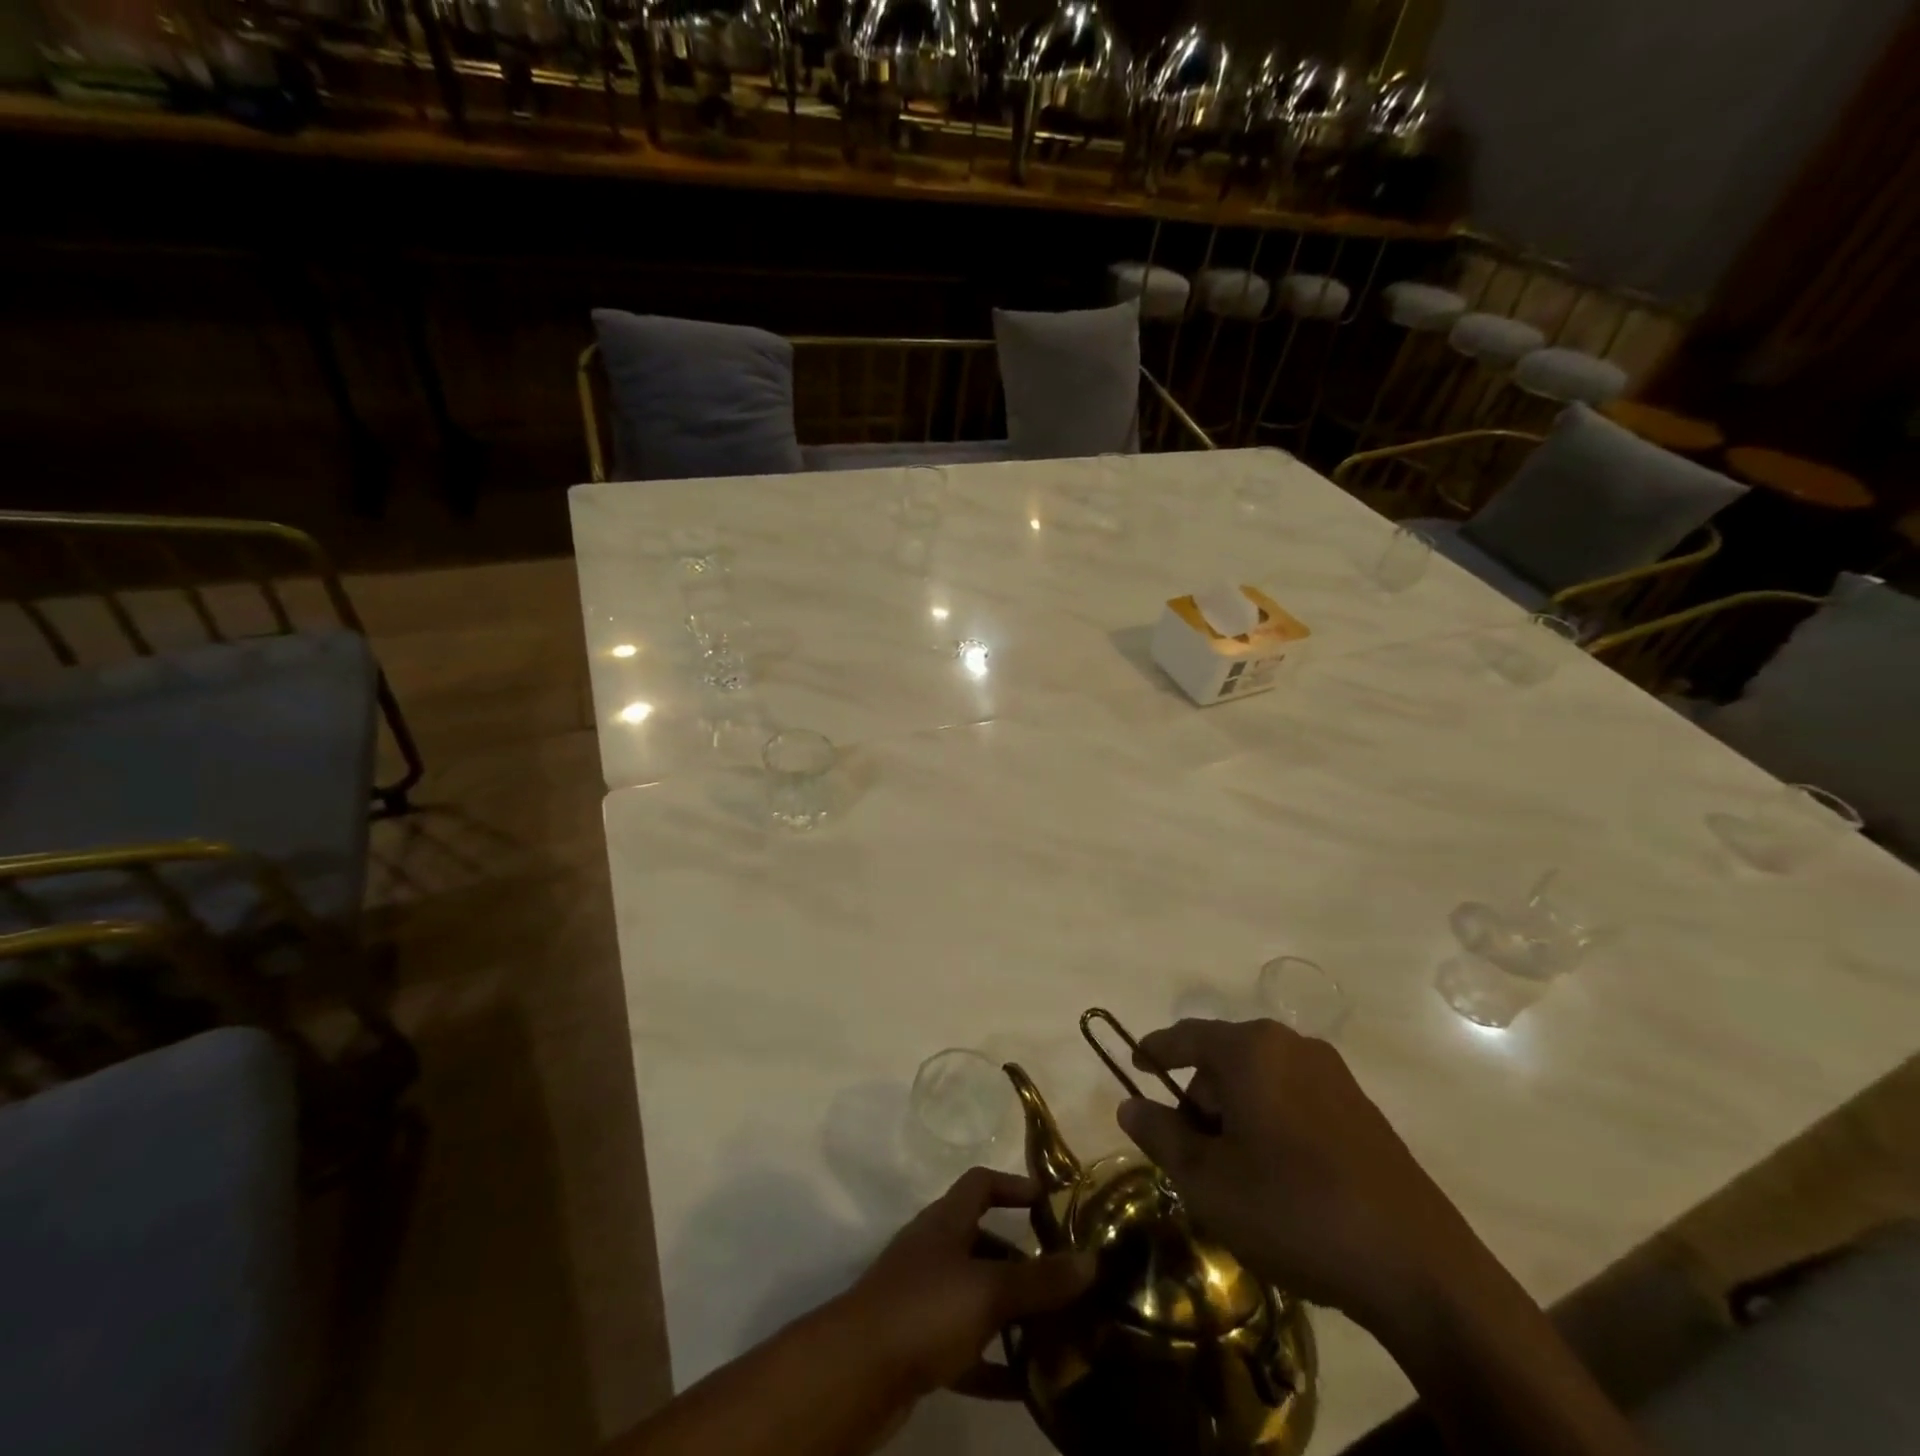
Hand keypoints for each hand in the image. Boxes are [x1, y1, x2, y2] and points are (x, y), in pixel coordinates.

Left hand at [840, 1168, 1095, 1400]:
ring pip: (976, 1297)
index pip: (980, 1183)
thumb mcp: (989, 1291)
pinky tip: (1027, 1385)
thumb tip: (1092, 1261)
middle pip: (983, 1242)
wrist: (855, 1373)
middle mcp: (934, 1252)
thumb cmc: (924, 1310)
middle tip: (1064, 1281)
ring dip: (1011, 1313)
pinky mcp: (918, 1346)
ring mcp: (923, 1299)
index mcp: (946, 1222)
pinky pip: (966, 1348)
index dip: (1013, 1185)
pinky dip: (994, 1362)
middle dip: (1022, 1260)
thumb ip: (1040, 1280)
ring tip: (1056, 1333)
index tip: (1048, 1200)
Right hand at [1116, 1019, 1477, 1332]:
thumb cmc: (1293, 1211)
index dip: (1154, 1050)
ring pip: (1262, 1081)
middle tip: (1191, 1154)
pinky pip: (1296, 1100)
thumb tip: (1130, 1104)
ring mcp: (1334, 1076)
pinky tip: (1281, 1180)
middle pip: (1224, 1060)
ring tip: (1236, 1176)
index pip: (1185, 1036)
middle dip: (1200, 1099)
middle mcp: (1292, 1047)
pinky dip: (1273, 1124)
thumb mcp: (1207, 1181)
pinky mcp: (1363, 1111)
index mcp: (1251, 1050)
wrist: (1419, 1269)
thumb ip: (1160, 1134)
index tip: (1135, 1065)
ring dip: (1237, 1116)